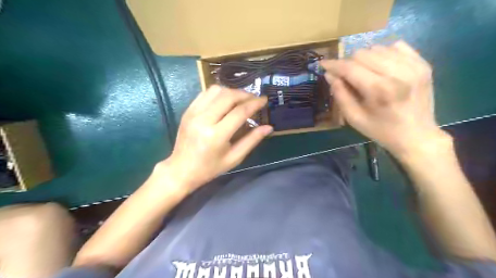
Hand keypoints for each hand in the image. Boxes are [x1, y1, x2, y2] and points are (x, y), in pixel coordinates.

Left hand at [161, 86, 272, 191]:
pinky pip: (205, 93)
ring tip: (241, 100)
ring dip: (232, 92)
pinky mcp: (188, 111)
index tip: (264, 100)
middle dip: (245, 94)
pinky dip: (219, 93)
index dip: (254, 104)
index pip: (239, 112)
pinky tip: (225, 100)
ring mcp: (193, 113)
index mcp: (216, 135)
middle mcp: (203, 120)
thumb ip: (252, 140)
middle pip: (228, 96)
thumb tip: (269, 127)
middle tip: (254, 99)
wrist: (181, 170)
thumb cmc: (210, 168)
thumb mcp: (234, 158)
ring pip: (216, 90)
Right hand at [320, 40, 447, 158]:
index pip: (350, 67)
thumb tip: (330, 74)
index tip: (323, 64)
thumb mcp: (354, 118)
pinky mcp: (423, 63)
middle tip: (346, 76)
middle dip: (349, 63)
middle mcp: (398, 72)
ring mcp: (413, 66)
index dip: (334, 64)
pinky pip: (397, 46)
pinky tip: (381, 67)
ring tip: (364, 73)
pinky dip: (383, 54)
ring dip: (365, 59)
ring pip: (378, 48)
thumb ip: (340, 94)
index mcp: (379, 89)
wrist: (417, 136)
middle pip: (363, 53)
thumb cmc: (381, 130)